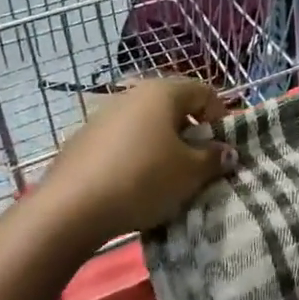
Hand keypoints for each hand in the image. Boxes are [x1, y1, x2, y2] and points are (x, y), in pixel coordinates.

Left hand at [40, 78, 237, 243]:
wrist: (71, 207)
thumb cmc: (143, 179)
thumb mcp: (189, 174)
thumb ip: (213, 159)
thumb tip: (227, 151)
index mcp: (162, 92)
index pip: (204, 91)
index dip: (220, 116)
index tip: (222, 148)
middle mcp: (132, 93)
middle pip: (173, 106)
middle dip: (190, 133)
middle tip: (197, 165)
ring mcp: (103, 114)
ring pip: (146, 124)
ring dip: (162, 145)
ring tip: (165, 178)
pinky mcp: (83, 138)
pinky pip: (122, 141)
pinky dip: (135, 155)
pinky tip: (132, 184)